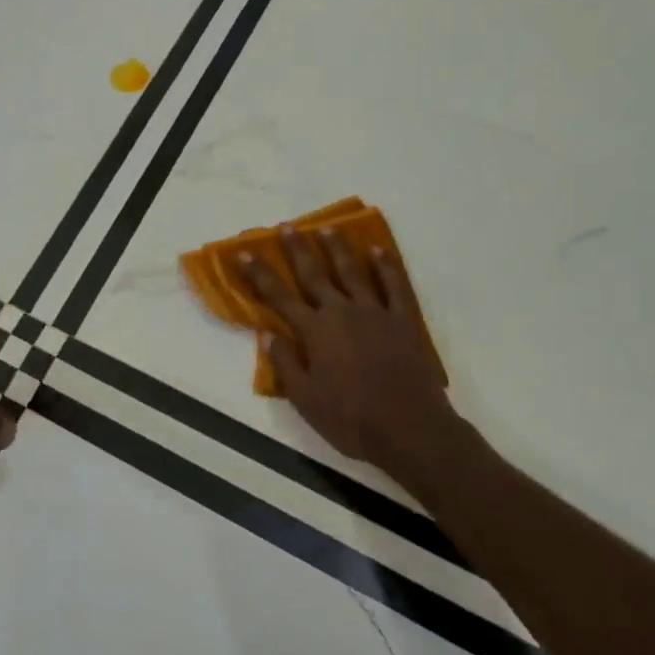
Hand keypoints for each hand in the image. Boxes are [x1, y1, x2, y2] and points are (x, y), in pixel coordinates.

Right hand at [239, 227, 462, 485]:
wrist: (409, 428)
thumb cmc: (351, 419)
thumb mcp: (305, 399)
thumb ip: (284, 363)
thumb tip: (266, 333)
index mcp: (315, 331)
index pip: (279, 297)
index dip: (260, 274)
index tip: (245, 253)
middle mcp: (341, 312)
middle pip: (314, 274)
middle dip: (297, 249)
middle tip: (287, 226)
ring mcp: (375, 312)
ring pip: (352, 271)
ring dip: (338, 248)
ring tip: (327, 228)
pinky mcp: (403, 320)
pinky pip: (394, 285)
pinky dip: (385, 266)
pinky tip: (377, 250)